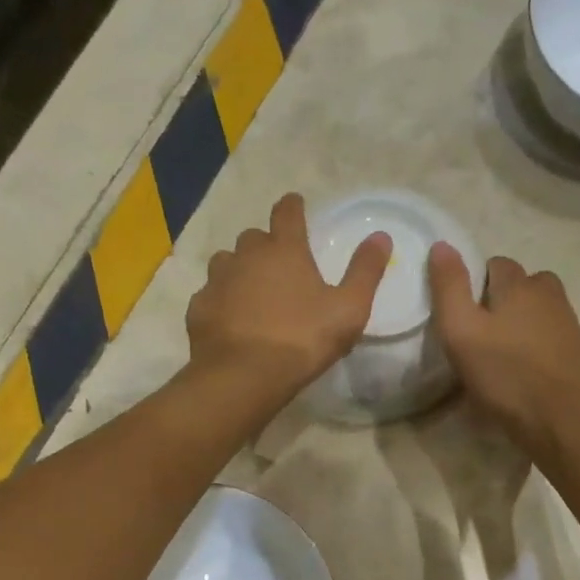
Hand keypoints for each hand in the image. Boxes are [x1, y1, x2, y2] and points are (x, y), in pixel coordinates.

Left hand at [186, 193, 390, 393]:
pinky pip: (210, 294)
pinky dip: (221, 300)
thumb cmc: (302, 339)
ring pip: (226, 262)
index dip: (293, 206)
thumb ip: (365, 271)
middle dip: (266, 245)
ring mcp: (217, 280)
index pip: (287, 213)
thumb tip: (381, 236)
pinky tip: (230, 319)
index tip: (295, 204)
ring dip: (239, 269)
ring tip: (251, 290)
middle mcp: (246, 256)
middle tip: (278, 264)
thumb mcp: (348, 309)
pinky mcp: (199, 308)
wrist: (242, 375)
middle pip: (254, 237)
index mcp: (285, 250)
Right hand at [428, 243, 579, 454]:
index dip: (477, 282)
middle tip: (485, 331)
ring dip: (525, 320)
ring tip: (505, 351)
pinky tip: (528, 370)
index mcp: (520, 286)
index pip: (497, 264)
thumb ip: (449, 287)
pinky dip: (541, 344)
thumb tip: (442, 245)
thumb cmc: (503, 375)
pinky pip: (556, 336)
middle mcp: (550, 296)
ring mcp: (571, 325)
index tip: (465, 312)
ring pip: (543, 309)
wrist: (560, 420)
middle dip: (506, 297)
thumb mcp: (460, 331)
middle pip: (526, 283)